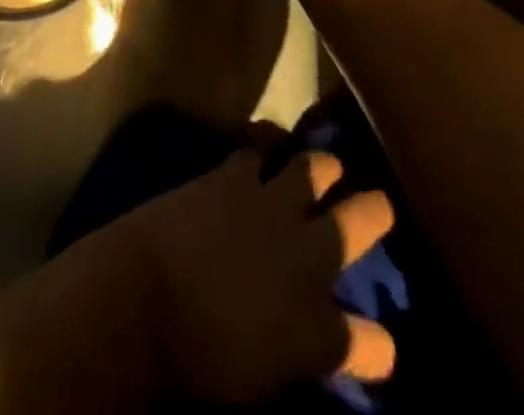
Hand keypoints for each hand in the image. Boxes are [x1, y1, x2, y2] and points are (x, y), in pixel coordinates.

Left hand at [123, 146, 395, 403]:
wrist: (144, 297)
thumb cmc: (196, 359)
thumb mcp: (258, 378)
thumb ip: (294, 352)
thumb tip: (311, 340)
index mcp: (317, 330)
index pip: (372, 343)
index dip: (377, 345)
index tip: (379, 344)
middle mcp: (305, 257)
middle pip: (358, 224)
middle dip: (374, 212)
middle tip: (379, 203)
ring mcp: (270, 206)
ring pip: (313, 168)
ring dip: (322, 167)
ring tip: (327, 164)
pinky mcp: (233, 176)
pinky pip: (259, 148)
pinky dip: (266, 147)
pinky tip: (266, 146)